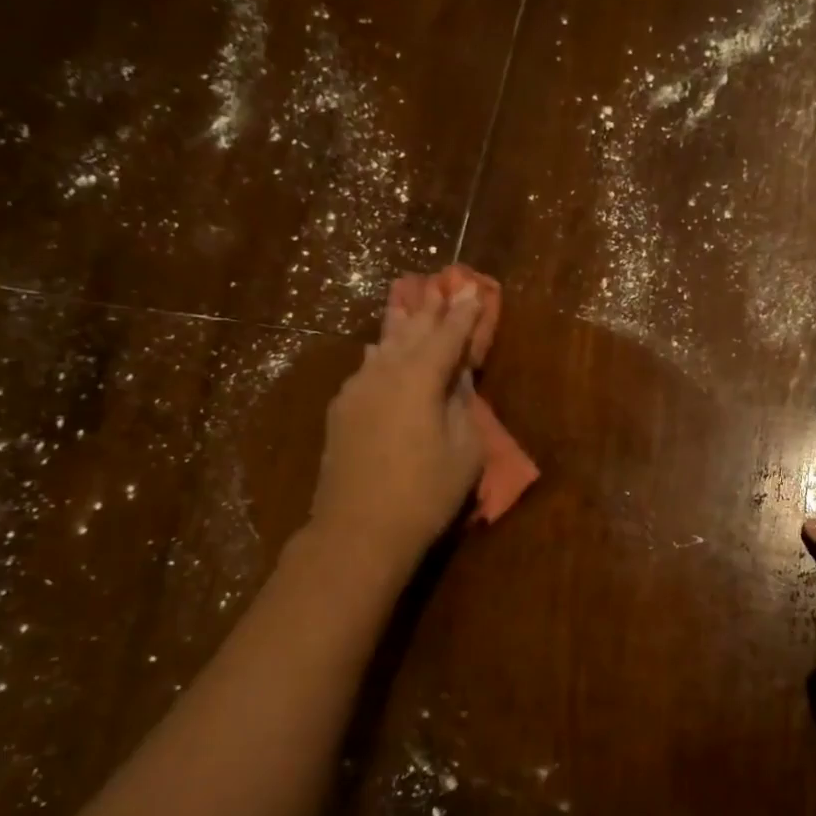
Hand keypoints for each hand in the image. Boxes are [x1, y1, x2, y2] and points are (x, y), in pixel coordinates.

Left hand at [309, 282, 484, 569]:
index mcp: (420, 379)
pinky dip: (380, 353)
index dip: (463, 313)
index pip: (447, 336)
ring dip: (403, 325)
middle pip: (412, 332)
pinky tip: (379, 348)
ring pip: (384, 346)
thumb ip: (463, 407)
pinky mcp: (341, 411)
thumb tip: (457, 379)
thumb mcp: (465, 452)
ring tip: (412, 304)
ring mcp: (357, 391)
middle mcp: (384, 373)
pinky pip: (366, 368)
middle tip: (445, 285)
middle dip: (432, 309)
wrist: (359, 530)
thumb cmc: (425, 493)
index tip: (474, 289)